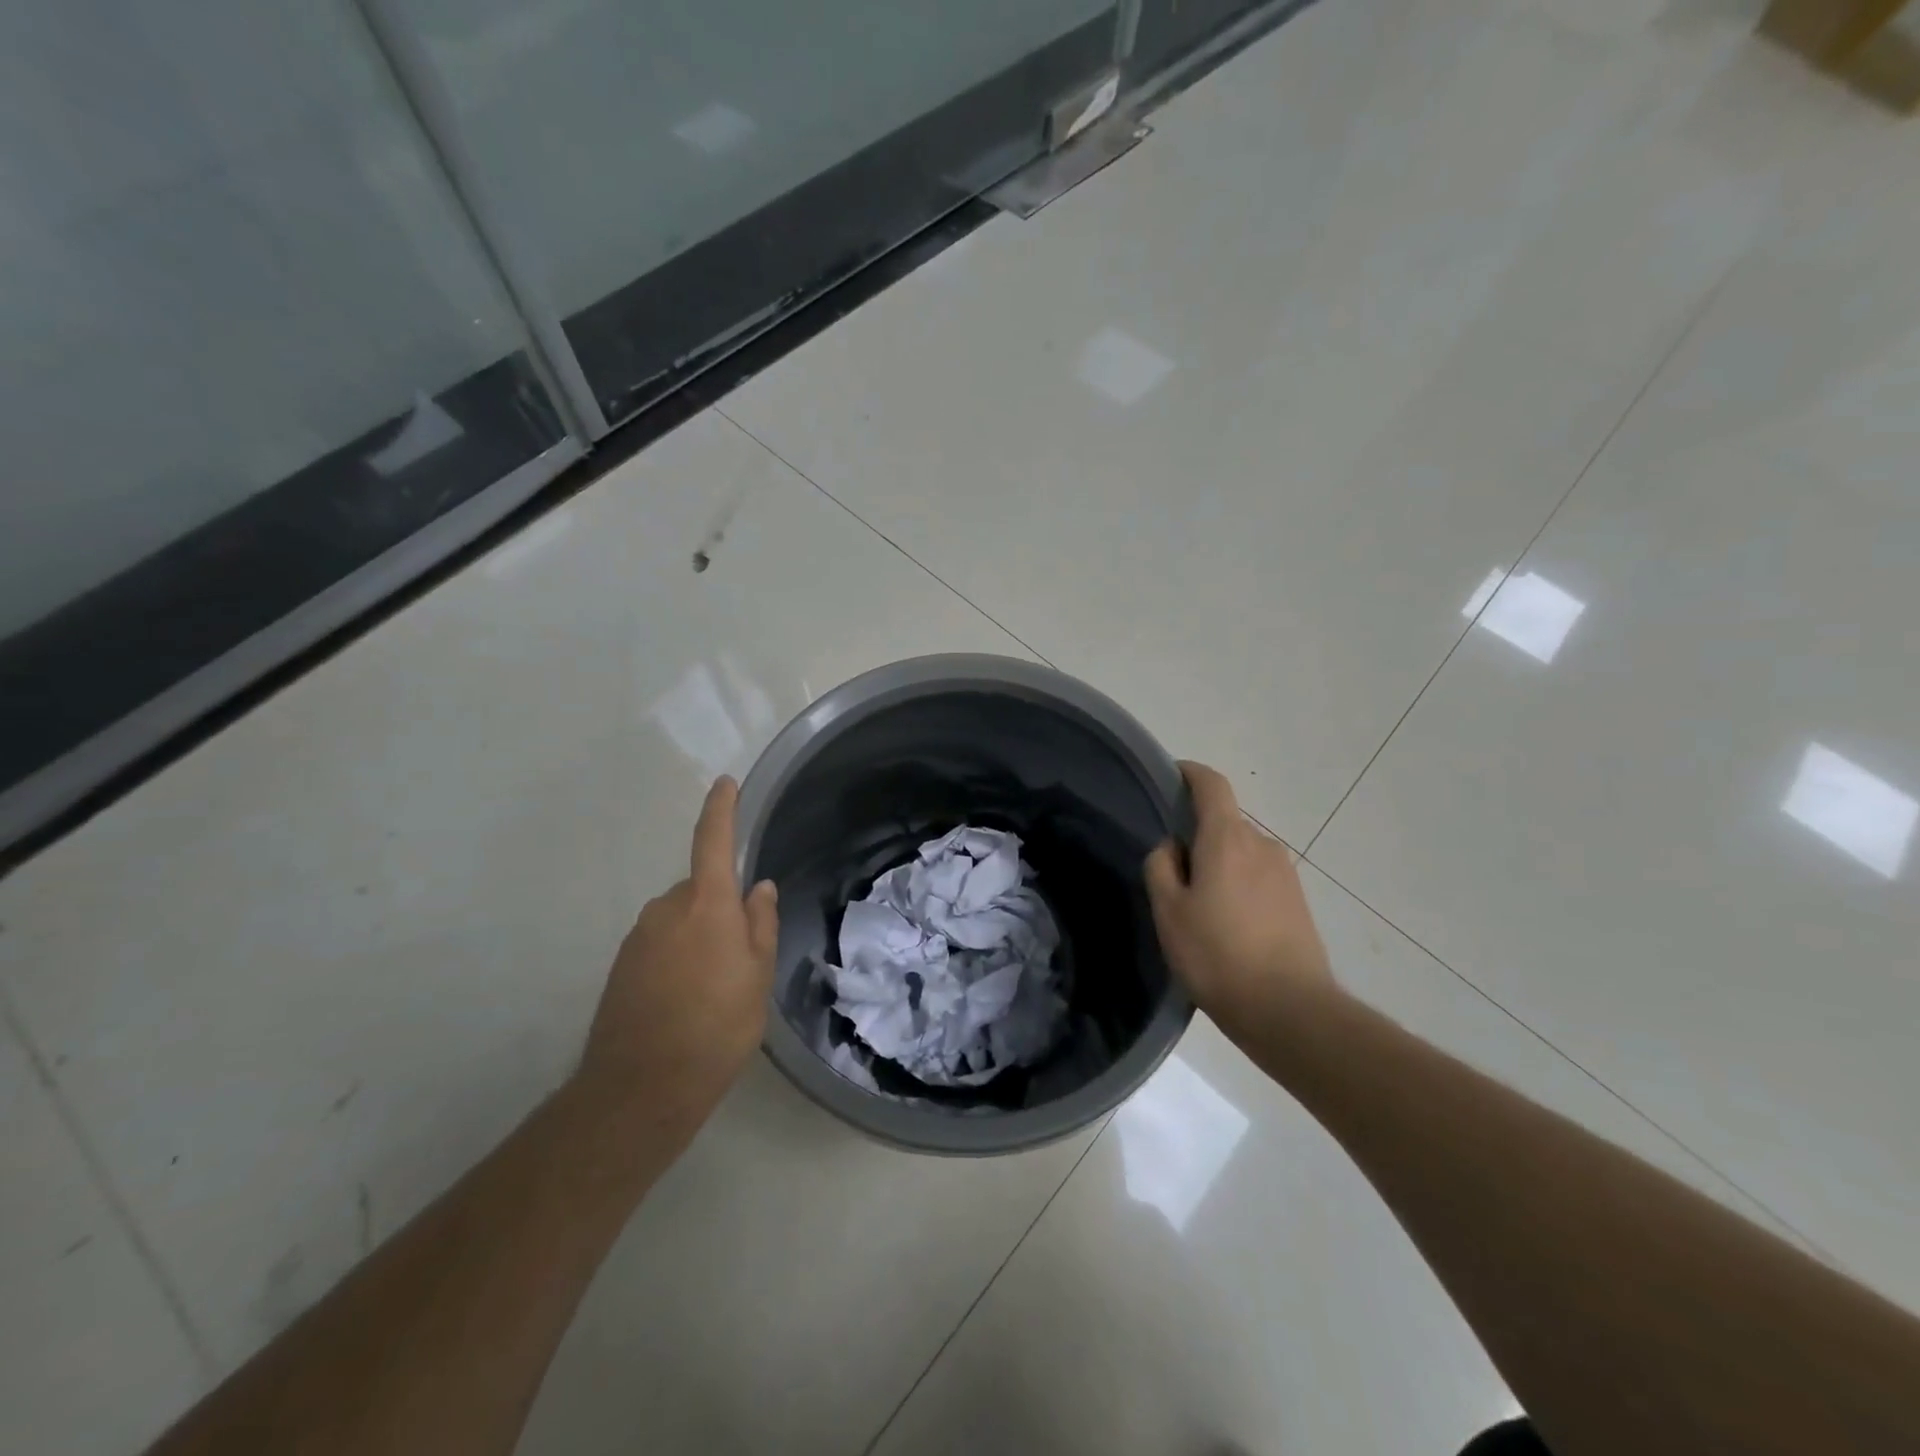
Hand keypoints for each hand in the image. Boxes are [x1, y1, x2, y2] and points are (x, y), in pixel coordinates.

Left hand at [578, 777, 778, 1148]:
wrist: (641, 1088)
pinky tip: (687, 1001)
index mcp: (705, 904)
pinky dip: (677, 959)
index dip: (721, 809)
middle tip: (741, 957)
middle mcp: (666, 909)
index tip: (725, 784)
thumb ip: (759, 924)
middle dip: (721, 909)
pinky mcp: (622, 966)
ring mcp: (639, 937)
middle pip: (701, 890)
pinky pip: (660, 944)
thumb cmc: (717, 1026)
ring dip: (699, 938)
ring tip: (715, 989)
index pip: (712, 842)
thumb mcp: (757, 976)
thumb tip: (758, 888)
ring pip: (681, 920)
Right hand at [1144, 761, 1332, 1037]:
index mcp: (1227, 838)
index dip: (1190, 774)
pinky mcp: (1298, 902)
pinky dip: (1239, 887)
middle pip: (1224, 823)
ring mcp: (1285, 874)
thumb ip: (1161, 866)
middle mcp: (1262, 845)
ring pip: (1241, 853)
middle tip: (1172, 873)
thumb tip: (1173, 847)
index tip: (1170, 778)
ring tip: (1199, 908)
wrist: (1290, 1010)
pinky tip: (1227, 927)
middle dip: (1197, 836)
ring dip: (1219, 866)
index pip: (1211, 785)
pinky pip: (1259, 878)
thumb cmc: (1217, 955)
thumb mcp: (1169, 911)